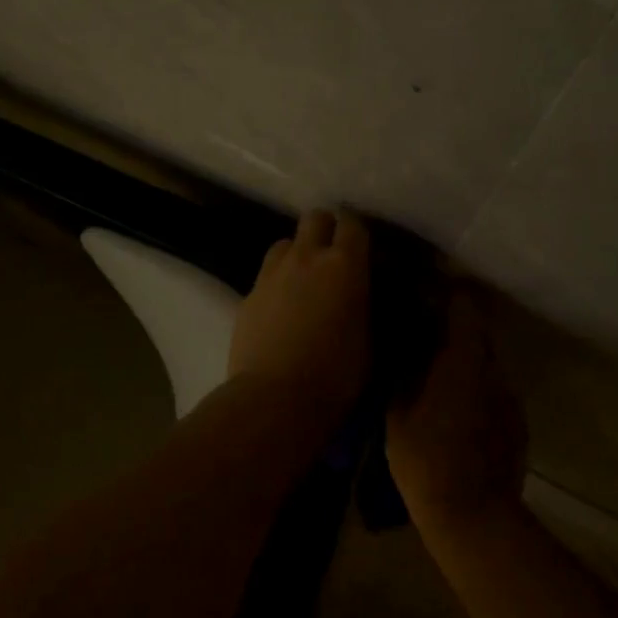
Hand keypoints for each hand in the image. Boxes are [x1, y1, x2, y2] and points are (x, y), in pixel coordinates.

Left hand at [229, 209, 370, 421]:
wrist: (275, 398)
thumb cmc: (336, 374)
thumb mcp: (369, 339)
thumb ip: (365, 304)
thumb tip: (363, 293)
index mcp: (344, 265)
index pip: (353, 224)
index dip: (358, 233)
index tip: (363, 250)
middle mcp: (306, 257)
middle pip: (314, 218)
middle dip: (325, 230)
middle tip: (333, 257)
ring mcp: (272, 274)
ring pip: (285, 243)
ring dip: (297, 253)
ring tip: (304, 280)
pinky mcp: (248, 295)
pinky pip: (266, 275)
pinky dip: (277, 283)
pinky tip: (282, 309)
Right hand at [387, 287, 527, 528]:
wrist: (473, 515)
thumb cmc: (425, 458)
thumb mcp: (397, 411)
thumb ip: (403, 370)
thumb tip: (403, 344)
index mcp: (463, 360)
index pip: (464, 306)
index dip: (447, 295)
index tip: (426, 294)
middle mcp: (493, 370)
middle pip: (478, 334)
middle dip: (453, 330)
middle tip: (424, 338)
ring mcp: (510, 398)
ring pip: (486, 364)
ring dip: (465, 363)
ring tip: (437, 378)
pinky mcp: (517, 423)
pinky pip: (494, 392)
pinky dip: (476, 391)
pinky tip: (456, 414)